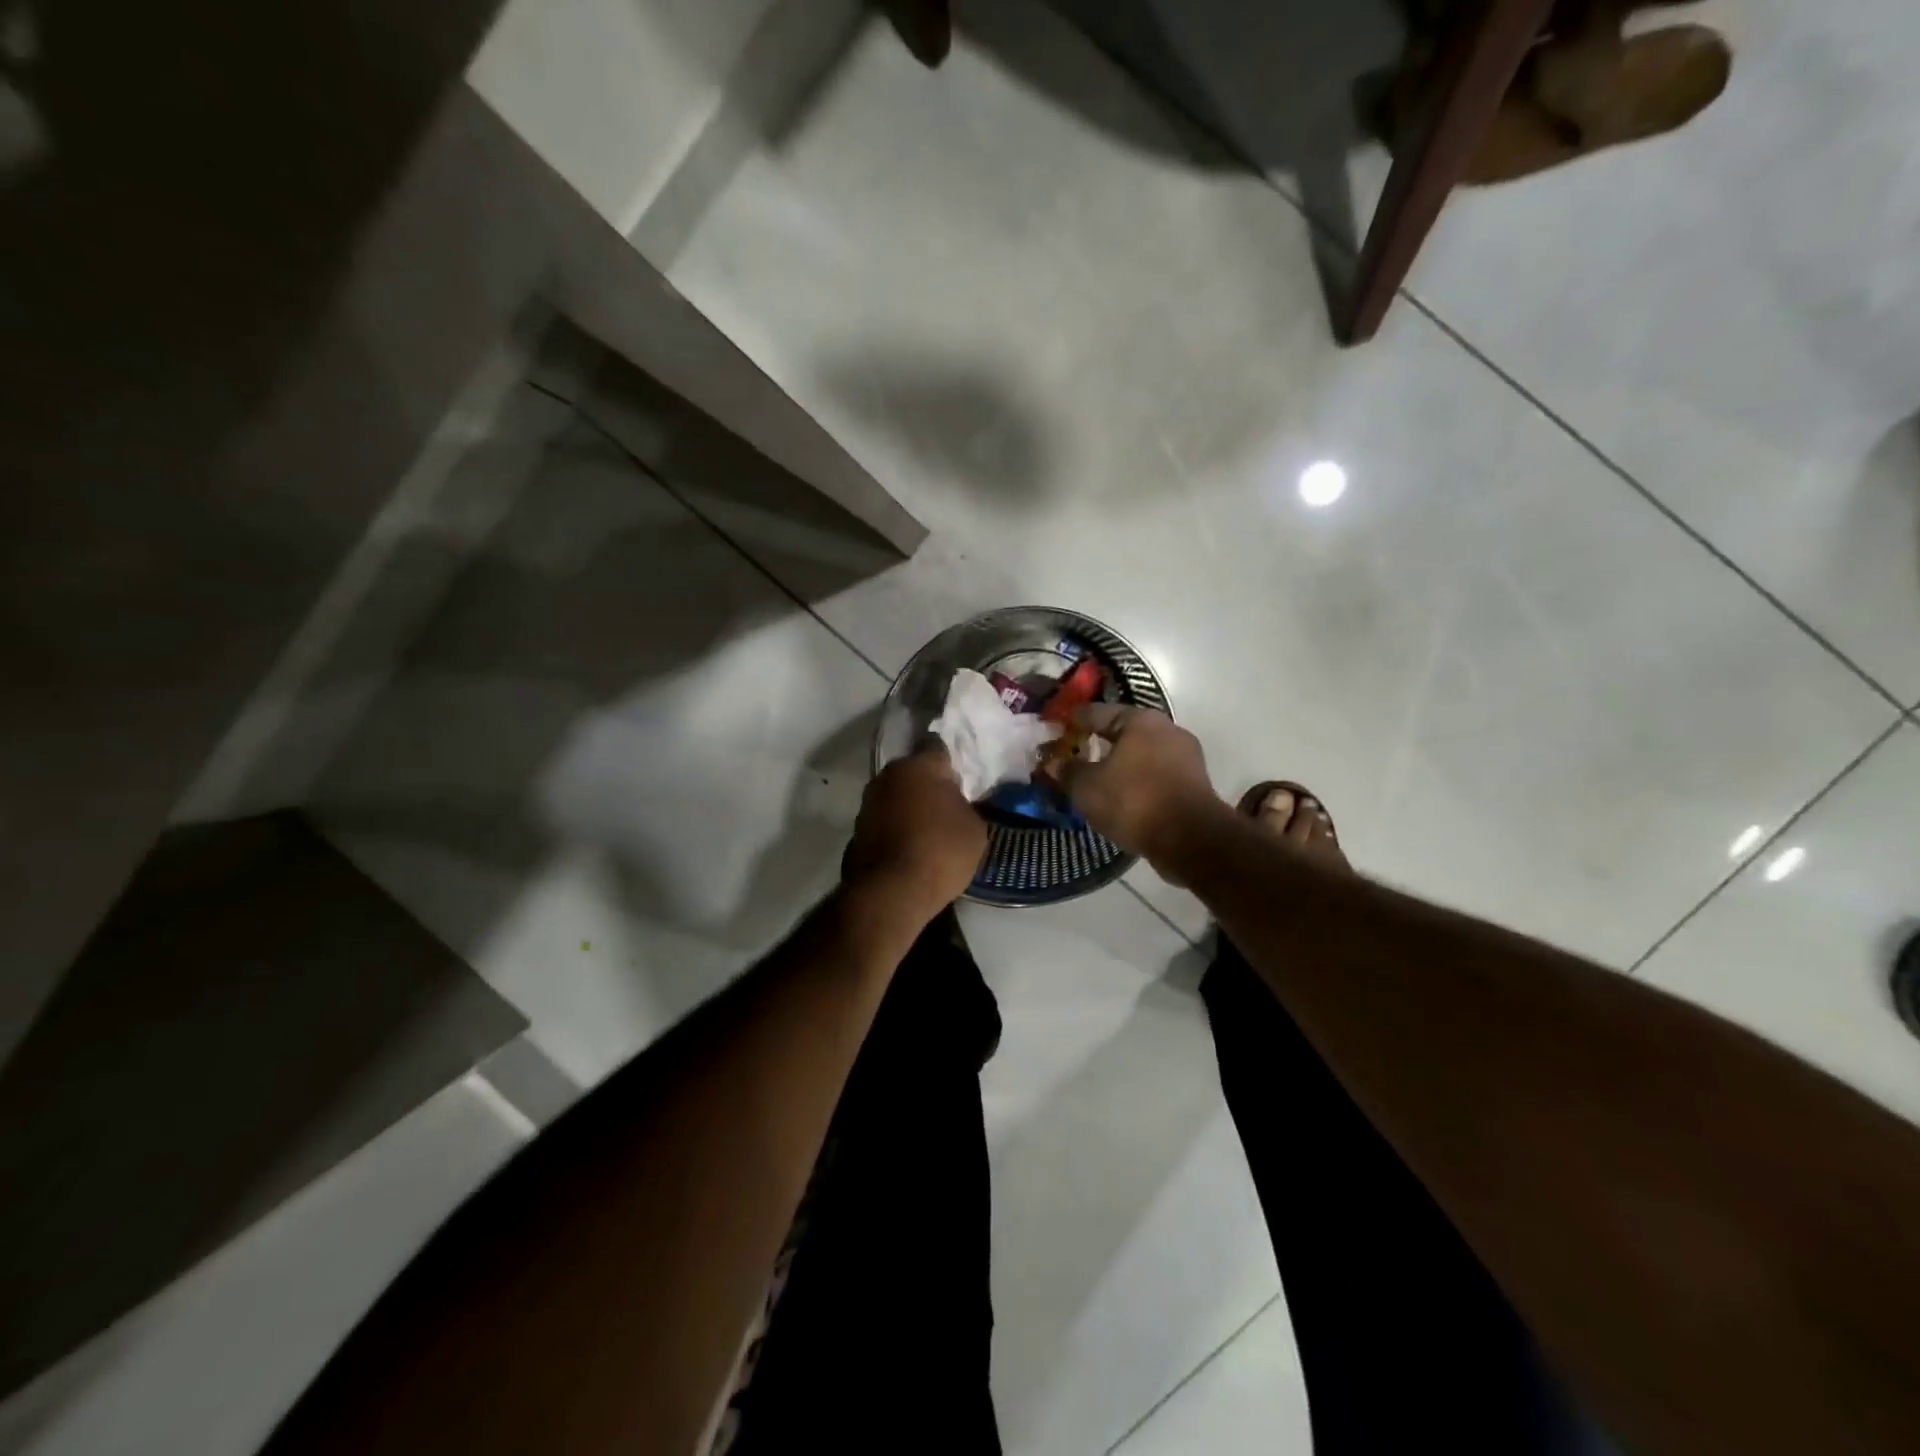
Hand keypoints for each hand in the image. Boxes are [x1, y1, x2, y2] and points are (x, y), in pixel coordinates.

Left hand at [843, 747, 986, 922]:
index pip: (938, 745)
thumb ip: (968, 807)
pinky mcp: (857, 829)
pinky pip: (884, 819)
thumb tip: (959, 805)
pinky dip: (895, 827)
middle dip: (929, 783)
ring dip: (910, 805)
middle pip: (914, 771)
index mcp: (920, 766)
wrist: (890, 893)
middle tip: (949, 802)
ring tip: (929, 827)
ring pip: (896, 794)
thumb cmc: (940, 852)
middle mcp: (889, 775)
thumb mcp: (975, 829)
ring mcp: (868, 802)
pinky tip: (910, 845)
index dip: (952, 759)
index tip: (963, 775)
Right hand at [1060, 705, 1221, 864]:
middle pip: (1124, 731)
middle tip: (1075, 752)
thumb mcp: (1087, 787)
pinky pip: (1156, 774)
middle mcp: (1166, 729)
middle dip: (1099, 741)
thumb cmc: (1134, 801)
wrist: (1190, 839)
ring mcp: (1185, 756)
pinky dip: (1137, 780)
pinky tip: (1122, 795)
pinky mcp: (1194, 782)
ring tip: (1097, 777)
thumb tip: (1052, 762)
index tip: (1056, 727)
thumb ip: (1067, 771)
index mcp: (1140, 720)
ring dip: (1120, 762)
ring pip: (1142, 753)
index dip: (1073, 720)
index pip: (1097, 712)